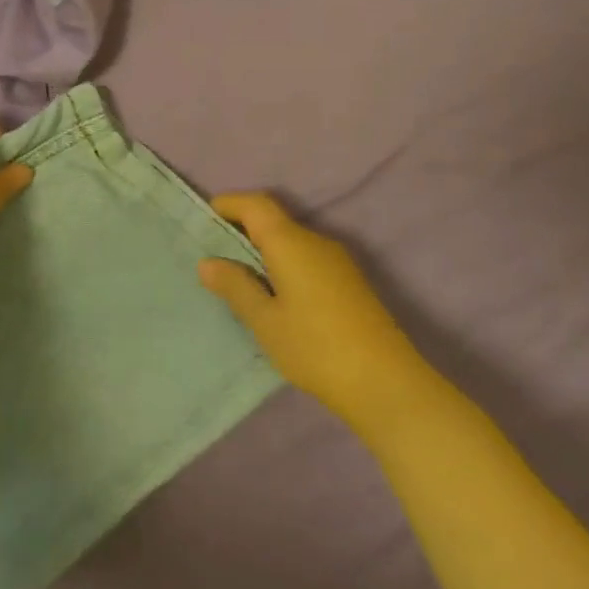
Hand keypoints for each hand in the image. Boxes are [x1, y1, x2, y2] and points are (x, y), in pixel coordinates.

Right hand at [198, 193, 429, 421]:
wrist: (386, 384)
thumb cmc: (315, 347)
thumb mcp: (265, 321)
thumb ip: (235, 287)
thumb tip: (208, 262)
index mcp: (291, 243)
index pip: (256, 204)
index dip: (228, 205)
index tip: (202, 222)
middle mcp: (316, 242)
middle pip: (273, 221)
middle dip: (240, 230)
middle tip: (211, 256)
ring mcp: (337, 262)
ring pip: (290, 242)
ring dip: (261, 251)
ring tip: (235, 280)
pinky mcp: (348, 283)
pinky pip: (305, 260)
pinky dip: (281, 266)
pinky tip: (271, 297)